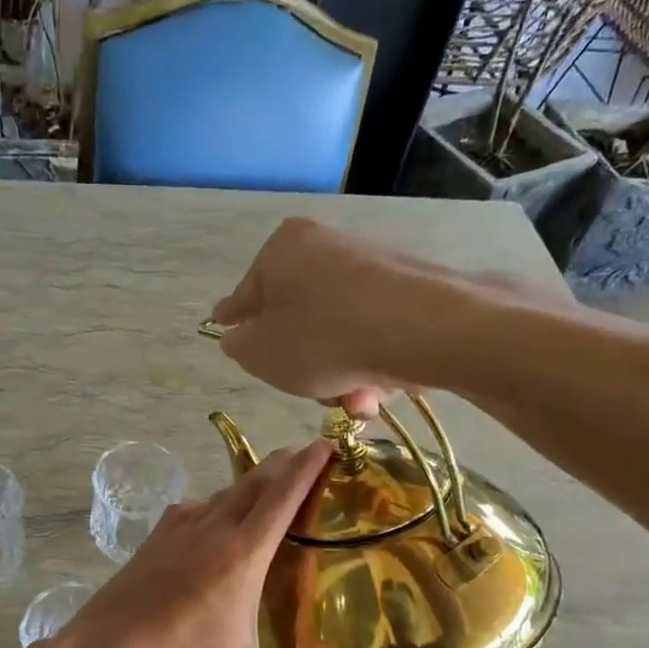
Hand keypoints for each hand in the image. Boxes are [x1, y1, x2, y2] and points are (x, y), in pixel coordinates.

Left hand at [62, 441, 337, 647]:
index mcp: (241, 557)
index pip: (282, 497)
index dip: (306, 467)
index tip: (325, 443)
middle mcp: (210, 532)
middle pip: (252, 483)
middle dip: (282, 464)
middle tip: (304, 455)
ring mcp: (175, 533)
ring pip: (220, 494)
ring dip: (247, 484)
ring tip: (265, 486)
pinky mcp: (150, 543)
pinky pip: (189, 511)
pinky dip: (210, 506)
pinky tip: (209, 522)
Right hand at [209, 217, 567, 414]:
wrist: (422, 328)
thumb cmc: (321, 338)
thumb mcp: (259, 353)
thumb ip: (238, 345)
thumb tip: (240, 336)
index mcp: (282, 249)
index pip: (248, 293)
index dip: (236, 319)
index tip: (226, 328)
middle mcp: (326, 246)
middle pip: (299, 316)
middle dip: (303, 364)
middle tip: (309, 391)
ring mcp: (371, 265)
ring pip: (338, 331)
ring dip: (340, 374)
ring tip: (355, 401)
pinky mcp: (409, 288)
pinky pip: (374, 332)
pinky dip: (371, 362)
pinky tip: (380, 390)